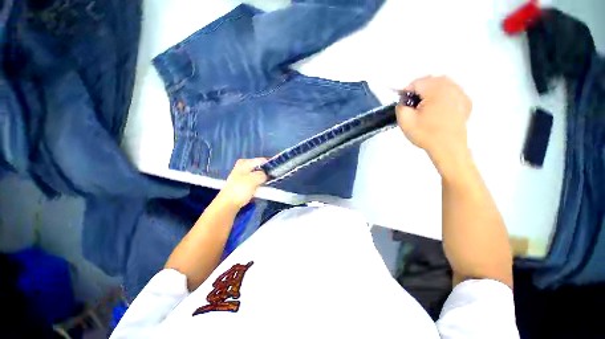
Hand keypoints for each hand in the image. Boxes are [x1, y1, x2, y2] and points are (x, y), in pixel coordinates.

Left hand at [216, 158, 266, 208]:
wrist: (228, 204)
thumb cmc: (240, 190)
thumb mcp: (253, 179)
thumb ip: (263, 174)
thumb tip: (267, 174)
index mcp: (245, 163)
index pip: (262, 160)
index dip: (270, 166)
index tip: (275, 173)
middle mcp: (244, 166)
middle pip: (260, 167)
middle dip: (266, 173)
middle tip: (270, 180)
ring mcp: (243, 174)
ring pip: (258, 174)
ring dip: (263, 179)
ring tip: (265, 185)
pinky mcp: (244, 182)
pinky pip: (255, 180)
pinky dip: (259, 183)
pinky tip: (260, 189)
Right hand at [396, 76, 471, 171]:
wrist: (448, 149)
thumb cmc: (426, 134)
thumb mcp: (405, 121)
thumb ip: (400, 106)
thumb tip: (404, 101)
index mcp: (436, 90)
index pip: (417, 82)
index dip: (406, 92)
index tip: (403, 104)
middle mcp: (451, 87)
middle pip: (431, 80)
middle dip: (419, 90)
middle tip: (413, 106)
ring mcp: (461, 94)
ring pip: (442, 84)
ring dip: (431, 92)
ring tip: (425, 107)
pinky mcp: (466, 102)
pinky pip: (452, 92)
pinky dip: (443, 96)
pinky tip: (438, 109)